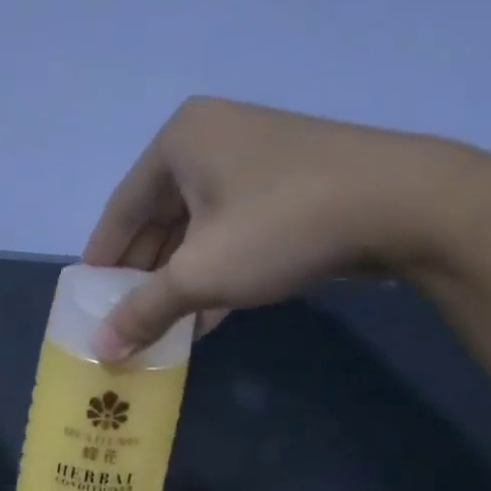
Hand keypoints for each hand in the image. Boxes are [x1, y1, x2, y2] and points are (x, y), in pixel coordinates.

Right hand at [82, 97, 489, 358]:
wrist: (404, 204)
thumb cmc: (281, 226)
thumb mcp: (201, 273)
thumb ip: (144, 310)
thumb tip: (100, 351)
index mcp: (179, 142)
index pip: (120, 211)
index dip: (101, 262)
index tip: (87, 303)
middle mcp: (212, 140)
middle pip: (158, 220)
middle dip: (142, 278)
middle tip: (123, 323)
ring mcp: (254, 162)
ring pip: (196, 231)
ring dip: (178, 283)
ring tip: (160, 330)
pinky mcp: (287, 186)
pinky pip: (231, 233)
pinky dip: (215, 273)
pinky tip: (204, 319)